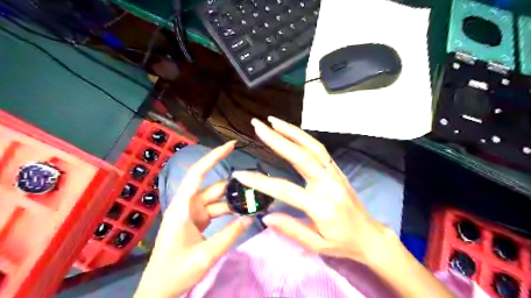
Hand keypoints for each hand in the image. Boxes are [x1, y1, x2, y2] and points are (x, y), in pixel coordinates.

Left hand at [135, 141, 253, 297]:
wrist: (159, 290)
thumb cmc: (175, 272)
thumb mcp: (205, 255)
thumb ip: (230, 235)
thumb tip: (251, 217)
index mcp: (183, 207)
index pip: (198, 173)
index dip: (214, 156)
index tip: (231, 145)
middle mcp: (188, 205)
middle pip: (214, 187)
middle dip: (235, 185)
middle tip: (258, 185)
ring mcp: (193, 213)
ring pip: (218, 199)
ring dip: (235, 200)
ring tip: (255, 201)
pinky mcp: (197, 220)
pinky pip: (217, 210)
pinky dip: (230, 210)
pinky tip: (244, 212)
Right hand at [231, 118, 392, 266]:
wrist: (370, 236)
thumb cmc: (342, 243)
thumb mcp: (316, 245)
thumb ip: (291, 229)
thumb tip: (266, 216)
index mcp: (321, 206)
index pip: (285, 189)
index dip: (260, 182)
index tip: (240, 174)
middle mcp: (328, 184)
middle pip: (300, 156)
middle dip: (277, 139)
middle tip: (258, 126)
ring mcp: (334, 173)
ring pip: (312, 146)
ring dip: (292, 131)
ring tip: (273, 121)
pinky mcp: (337, 169)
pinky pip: (319, 149)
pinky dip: (304, 137)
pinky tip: (291, 131)